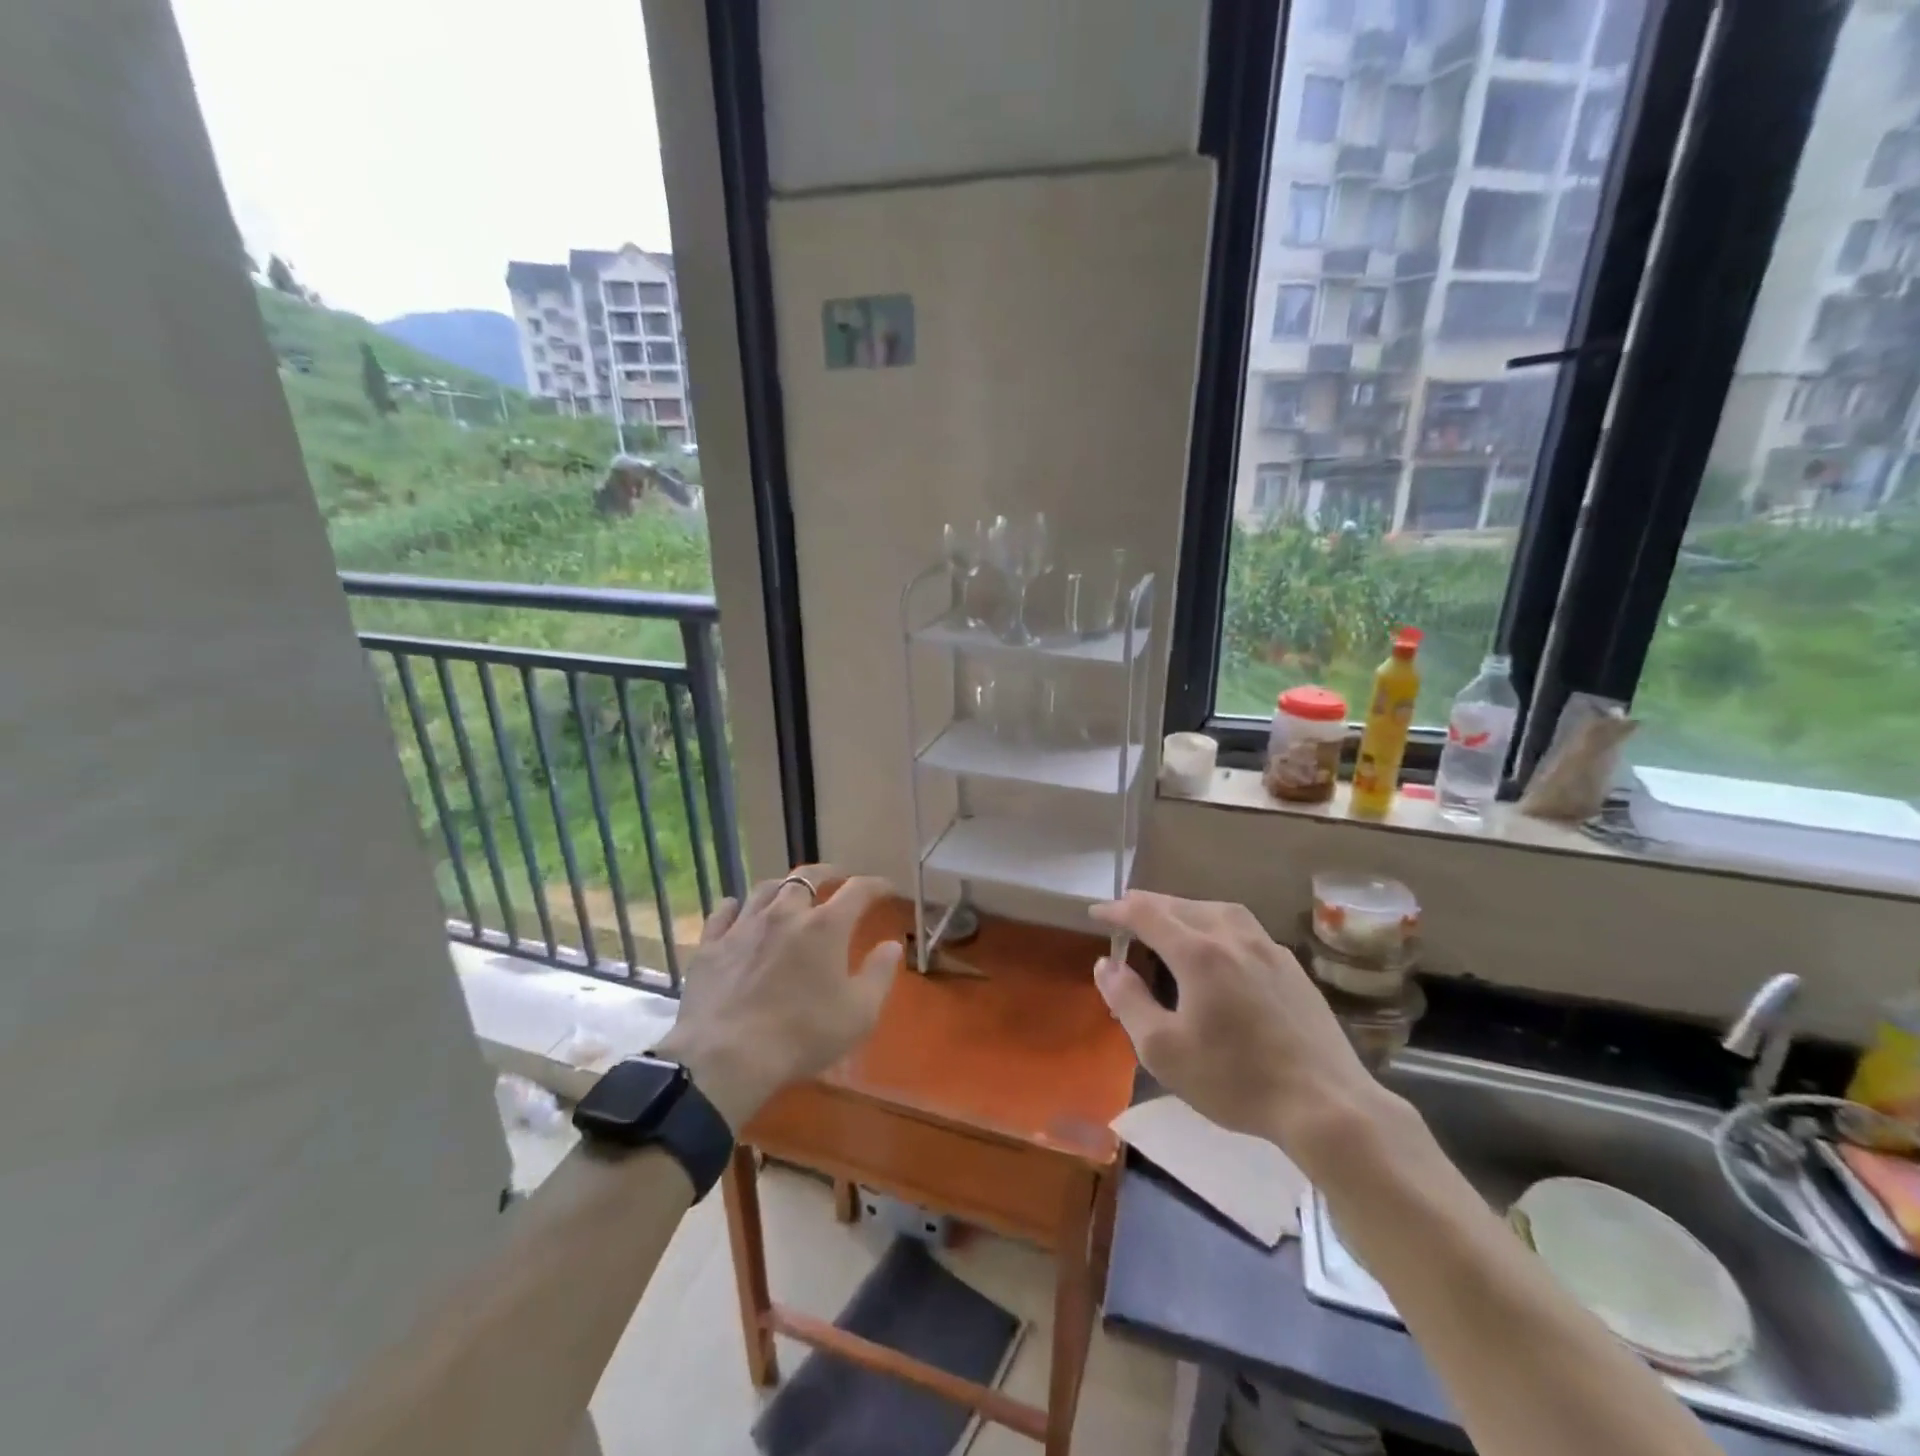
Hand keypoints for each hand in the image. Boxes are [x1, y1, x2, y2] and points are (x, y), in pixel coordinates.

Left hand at [653, 866, 900, 1131]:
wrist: (725, 1057)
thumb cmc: (801, 1035)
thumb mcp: (859, 1014)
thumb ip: (879, 974)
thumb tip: (892, 945)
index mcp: (826, 926)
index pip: (859, 890)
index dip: (877, 885)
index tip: (888, 889)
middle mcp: (785, 913)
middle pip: (806, 876)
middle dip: (827, 873)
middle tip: (836, 878)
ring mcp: (744, 926)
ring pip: (764, 889)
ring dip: (782, 887)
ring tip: (789, 893)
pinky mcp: (711, 945)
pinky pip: (723, 913)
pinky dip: (735, 907)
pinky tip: (736, 909)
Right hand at [1090, 891, 1387, 1159]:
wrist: (1327, 1105)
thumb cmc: (1235, 1079)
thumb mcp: (1163, 1049)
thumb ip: (1127, 1000)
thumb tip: (1105, 965)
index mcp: (1198, 952)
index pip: (1146, 914)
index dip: (1117, 910)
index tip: (1095, 913)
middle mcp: (1233, 936)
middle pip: (1181, 905)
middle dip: (1148, 906)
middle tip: (1125, 914)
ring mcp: (1268, 948)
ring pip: (1217, 910)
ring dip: (1185, 909)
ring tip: (1170, 922)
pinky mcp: (1291, 967)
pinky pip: (1243, 928)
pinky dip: (1216, 924)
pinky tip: (1218, 948)